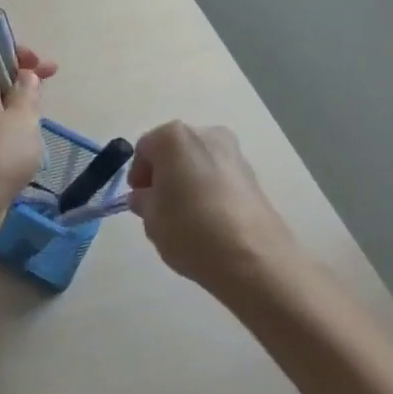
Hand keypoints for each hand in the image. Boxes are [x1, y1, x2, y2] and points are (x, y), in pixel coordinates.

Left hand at [0, 43, 55, 203]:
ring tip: (37, 114)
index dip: (14, 49)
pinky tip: (21, 138)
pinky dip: (3, 120)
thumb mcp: (24, 117)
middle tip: (47, 84)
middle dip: (18, 75)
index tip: (38, 66)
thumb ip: (27, 91)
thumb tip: (24, 76)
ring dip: (13, 100)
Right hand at [126, 122, 298, 296]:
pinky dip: (209, 189)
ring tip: (186, 215)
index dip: (137, 174)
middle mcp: (206, 134)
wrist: (255, 258)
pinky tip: (209, 218)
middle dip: (164, 174)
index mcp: (174, 137)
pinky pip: (219, 176)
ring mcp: (234, 152)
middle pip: (174, 151)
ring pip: (198, 162)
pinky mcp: (253, 175)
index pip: (144, 149)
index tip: (139, 199)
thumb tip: (146, 196)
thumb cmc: (191, 230)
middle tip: (160, 205)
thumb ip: (143, 201)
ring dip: (187, 181)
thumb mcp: (151, 218)